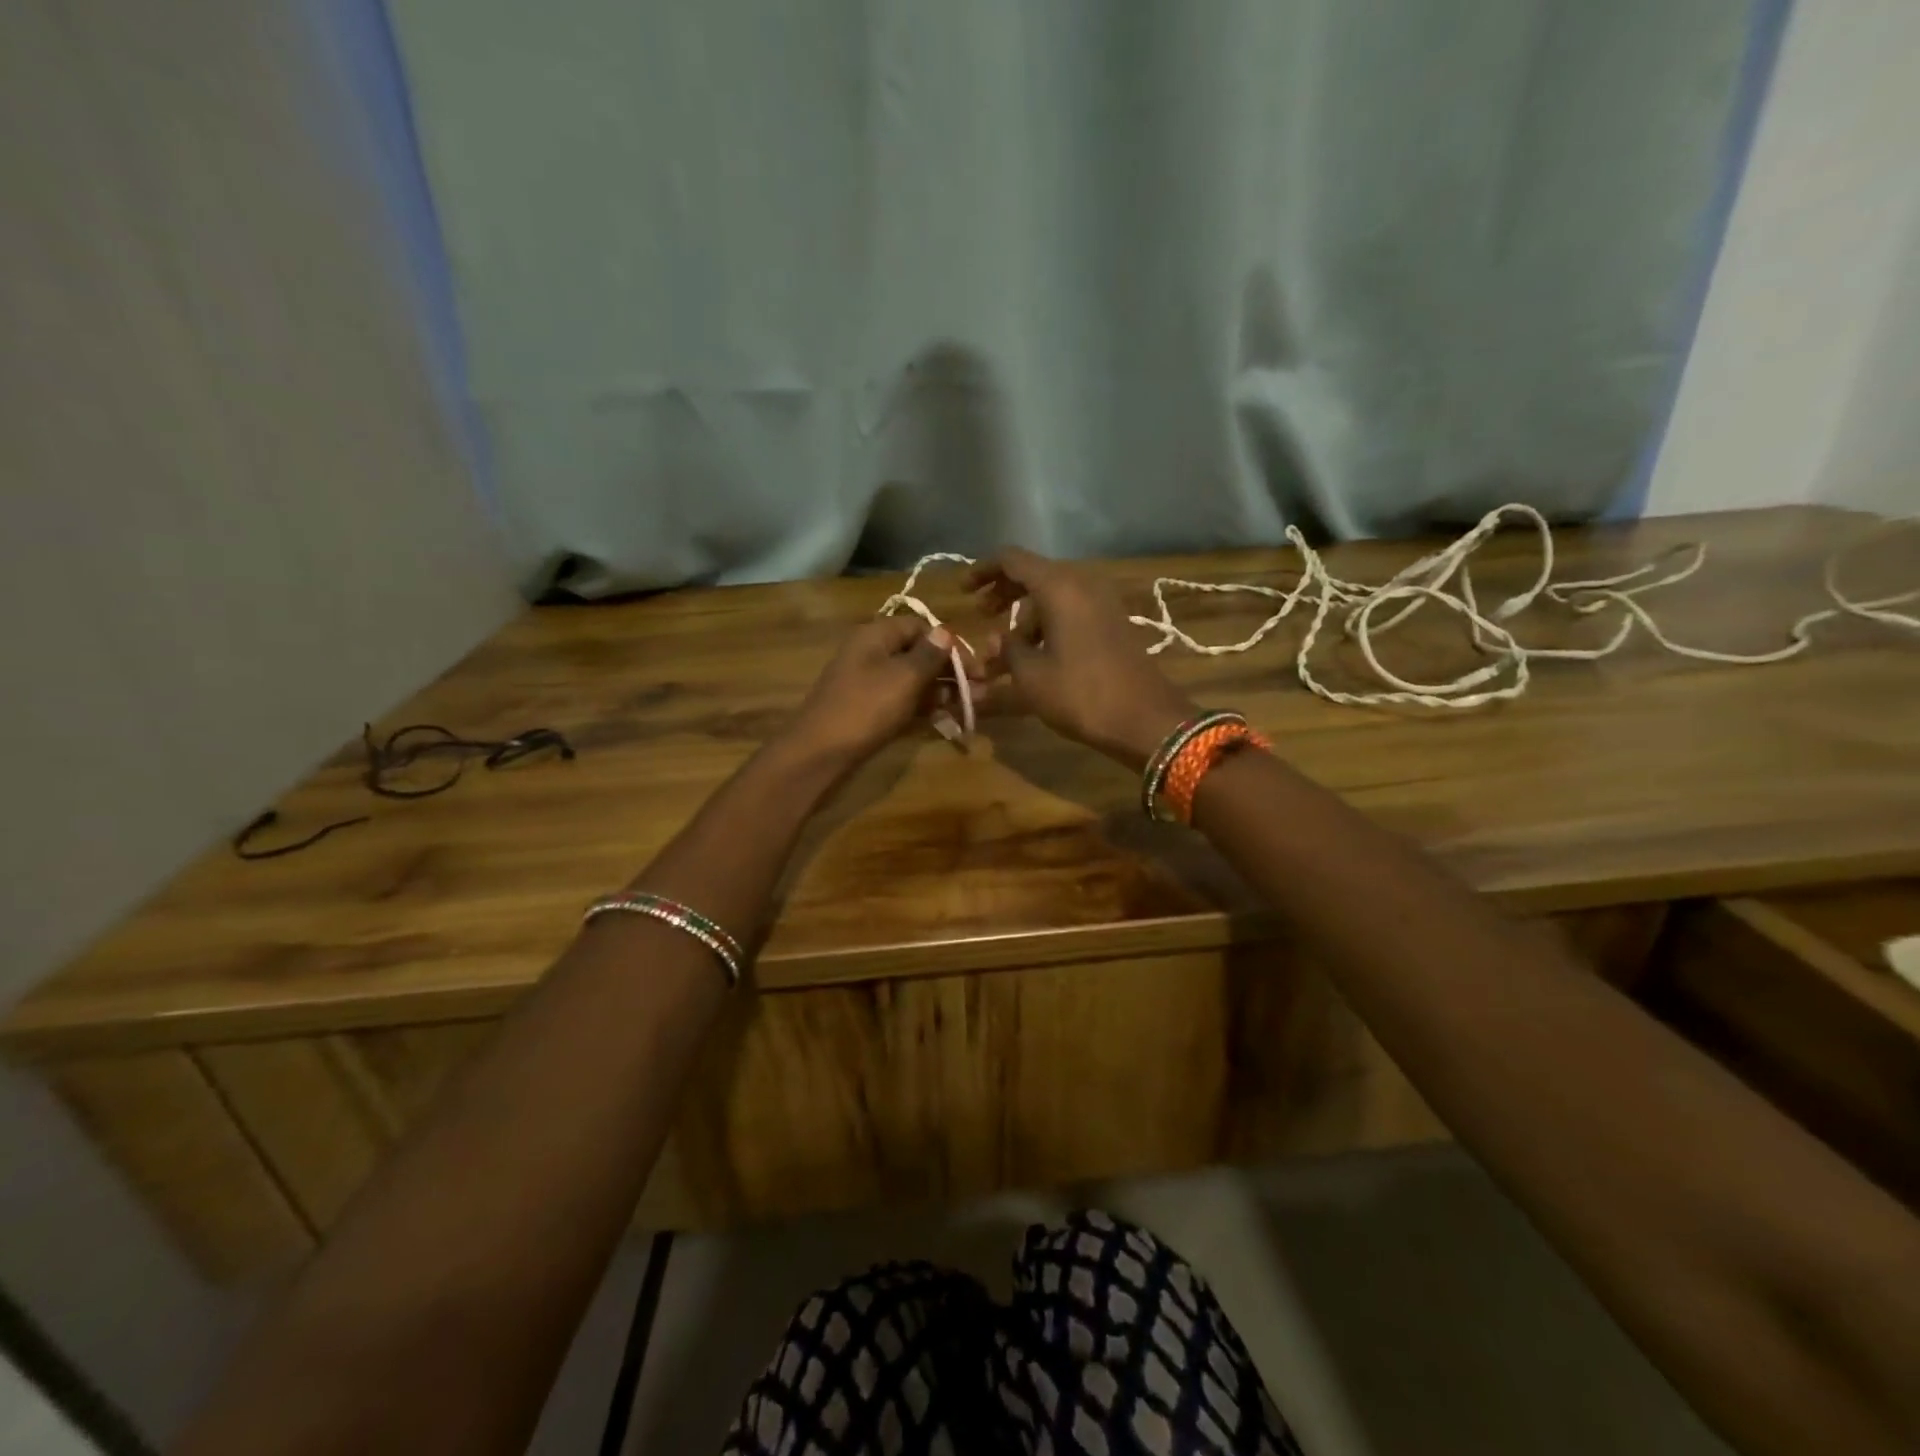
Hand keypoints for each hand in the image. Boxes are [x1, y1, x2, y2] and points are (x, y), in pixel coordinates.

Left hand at [786, 616, 968, 765]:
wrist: (819, 752)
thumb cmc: (865, 708)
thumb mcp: (903, 678)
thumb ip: (928, 655)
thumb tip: (945, 632)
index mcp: (877, 635)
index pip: (921, 627)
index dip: (950, 644)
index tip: (976, 668)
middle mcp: (872, 652)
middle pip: (919, 653)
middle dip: (951, 671)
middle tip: (982, 691)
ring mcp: (869, 682)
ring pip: (913, 679)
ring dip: (942, 690)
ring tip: (972, 706)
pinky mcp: (869, 708)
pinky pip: (903, 699)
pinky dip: (924, 706)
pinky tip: (946, 717)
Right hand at [969, 548, 1197, 768]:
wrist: (1146, 719)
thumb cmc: (1081, 694)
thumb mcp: (1032, 676)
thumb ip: (1008, 650)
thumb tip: (998, 640)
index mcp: (1059, 587)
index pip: (1012, 560)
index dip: (983, 571)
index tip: (962, 590)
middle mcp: (1082, 584)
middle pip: (1034, 575)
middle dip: (1003, 595)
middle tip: (981, 616)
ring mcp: (1102, 602)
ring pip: (1052, 598)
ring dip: (1024, 620)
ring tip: (1002, 657)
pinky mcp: (1112, 622)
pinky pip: (1071, 612)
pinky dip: (1048, 626)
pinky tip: (1034, 657)